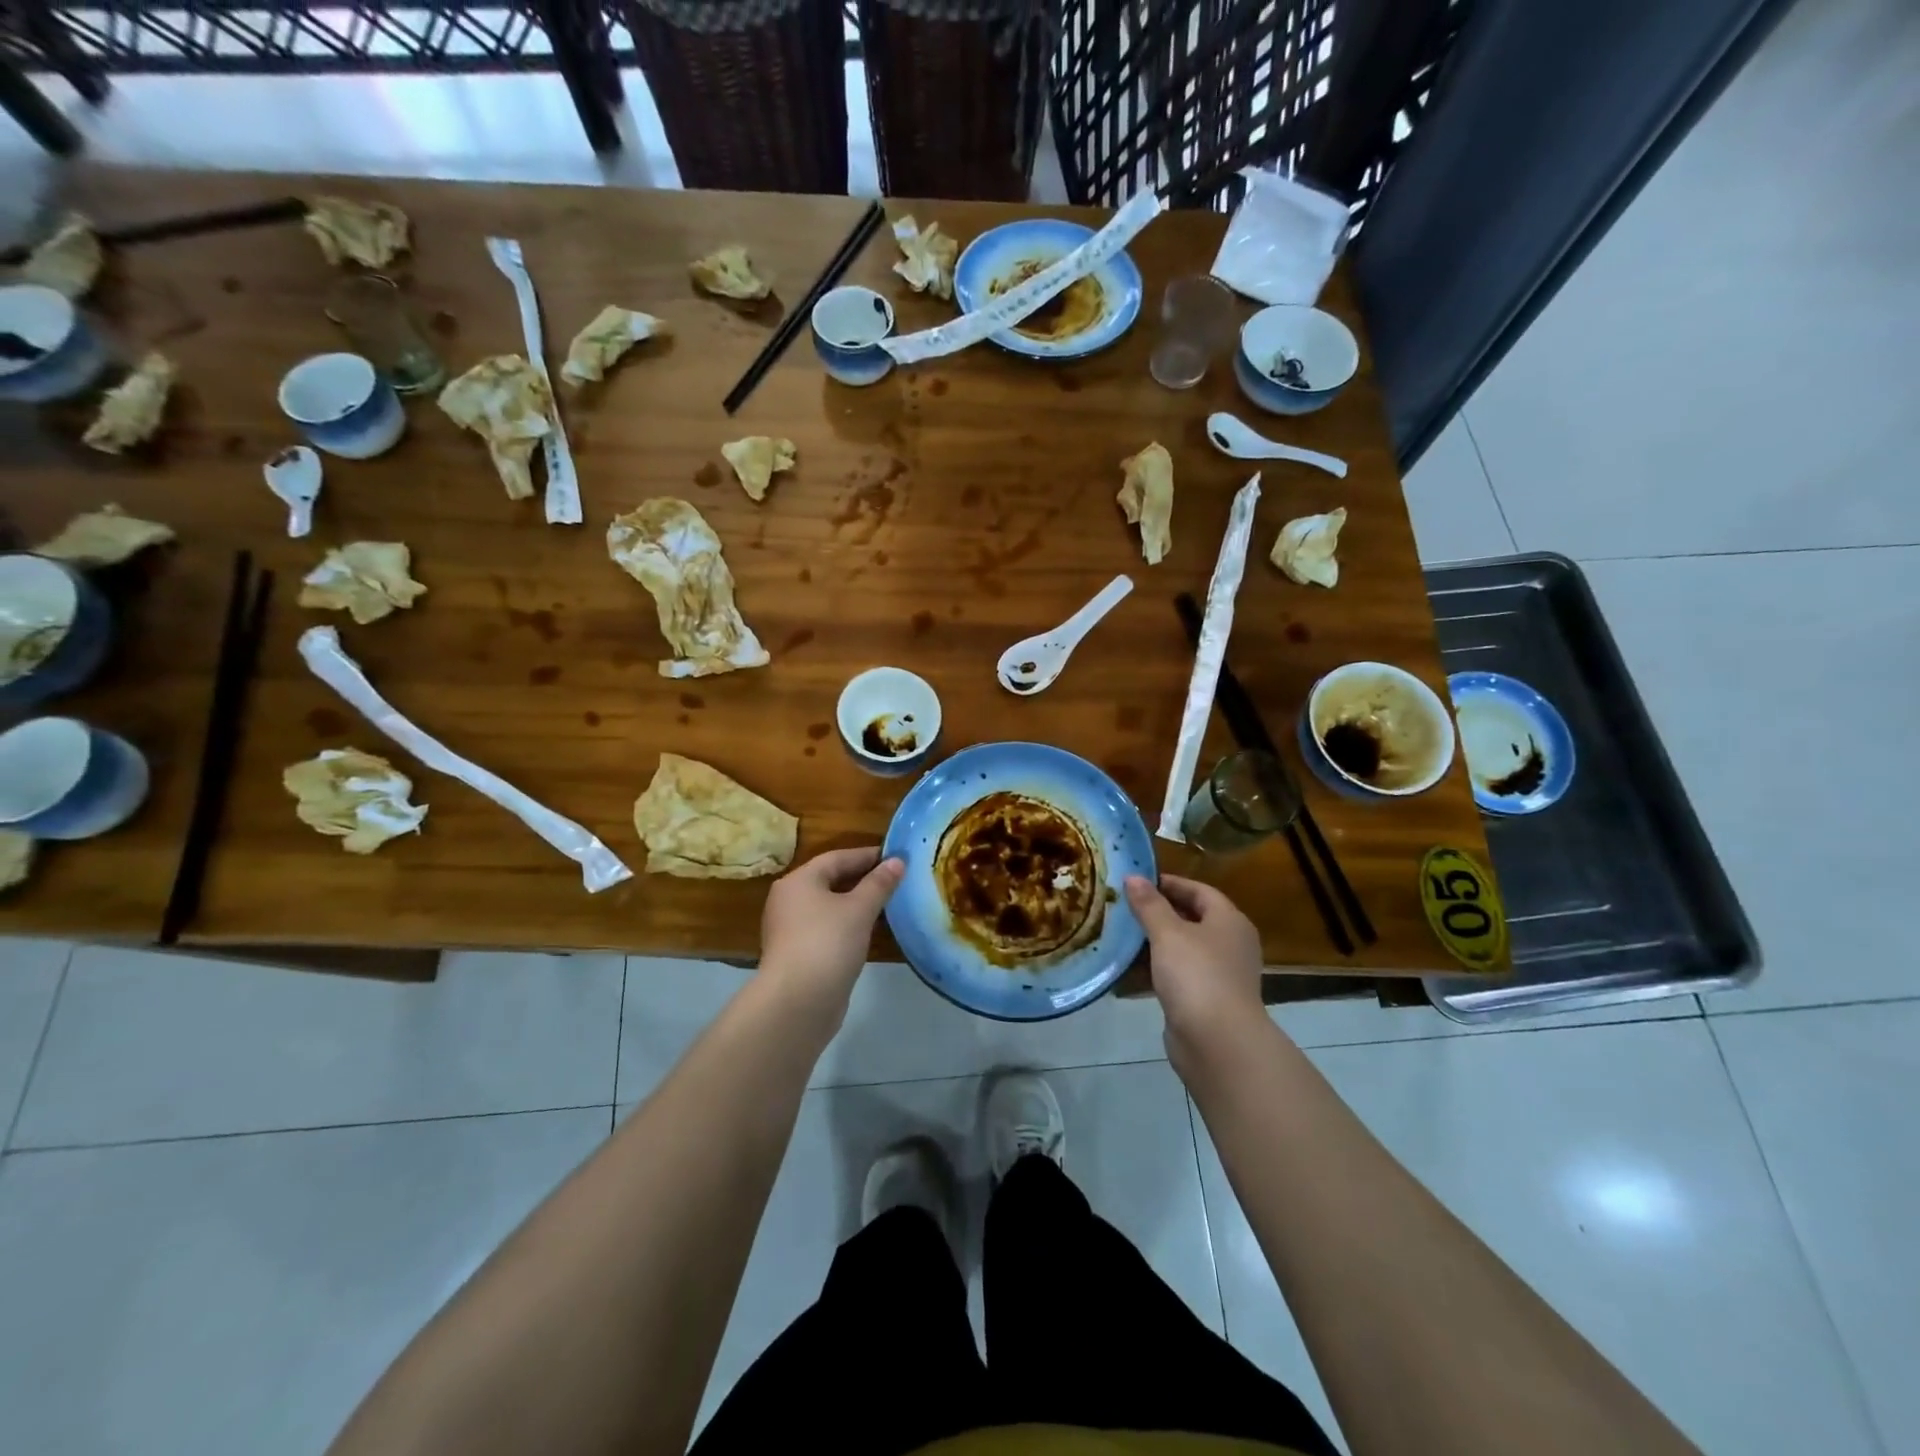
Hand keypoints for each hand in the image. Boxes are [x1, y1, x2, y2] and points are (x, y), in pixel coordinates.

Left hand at [761, 847, 903, 1009]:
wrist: (797, 1004)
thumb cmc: (827, 943)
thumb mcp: (859, 909)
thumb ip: (879, 883)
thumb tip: (897, 861)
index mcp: (799, 881)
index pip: (837, 858)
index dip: (868, 855)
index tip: (896, 856)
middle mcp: (789, 900)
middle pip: (831, 881)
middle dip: (863, 879)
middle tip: (896, 878)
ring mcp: (791, 930)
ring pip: (829, 907)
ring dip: (857, 903)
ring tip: (889, 903)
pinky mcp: (798, 954)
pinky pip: (828, 929)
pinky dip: (848, 925)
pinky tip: (870, 931)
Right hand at [1125, 874, 1265, 1049]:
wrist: (1217, 1042)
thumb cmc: (1197, 975)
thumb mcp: (1168, 933)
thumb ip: (1149, 904)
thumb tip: (1133, 876)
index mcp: (1229, 921)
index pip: (1200, 890)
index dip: (1170, 883)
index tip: (1138, 881)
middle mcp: (1230, 944)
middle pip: (1193, 918)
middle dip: (1160, 911)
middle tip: (1126, 906)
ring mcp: (1220, 975)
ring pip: (1184, 948)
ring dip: (1156, 941)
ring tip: (1123, 934)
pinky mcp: (1206, 1000)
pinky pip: (1179, 975)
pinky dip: (1157, 968)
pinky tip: (1131, 968)